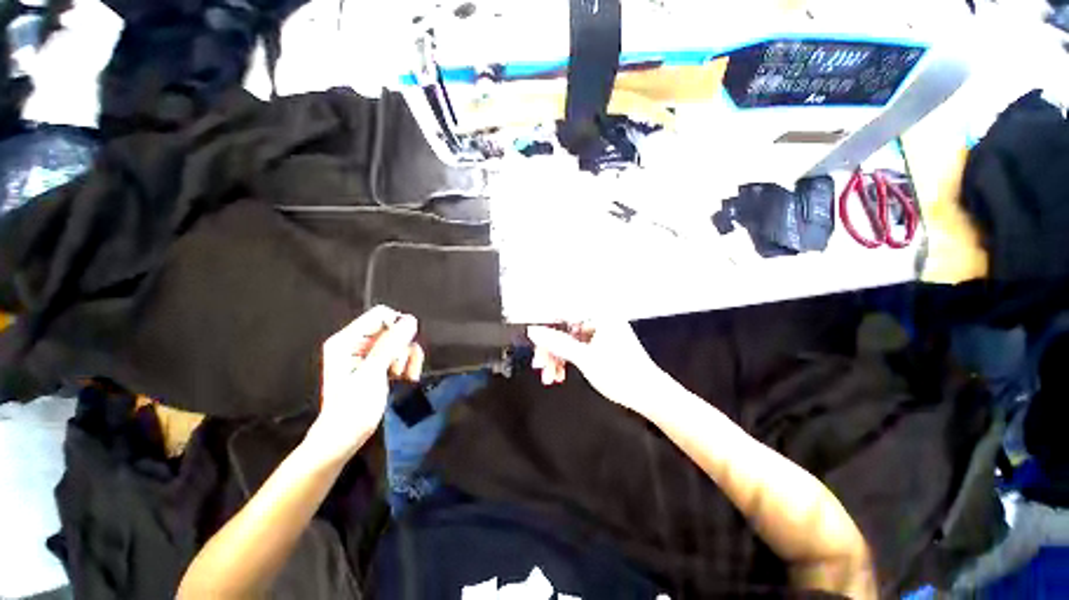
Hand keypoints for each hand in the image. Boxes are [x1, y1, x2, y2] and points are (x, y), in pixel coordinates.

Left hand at [308, 306, 423, 459]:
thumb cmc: (353, 408)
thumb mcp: (372, 374)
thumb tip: (411, 320)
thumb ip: (391, 344)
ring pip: (400, 341)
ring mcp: (368, 353)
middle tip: (399, 369)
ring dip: (407, 357)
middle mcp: (357, 342)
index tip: (403, 349)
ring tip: (405, 376)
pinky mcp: (377, 364)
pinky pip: (400, 353)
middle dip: (403, 347)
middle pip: (393, 328)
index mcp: (347, 340)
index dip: (397, 327)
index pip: (380, 315)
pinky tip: (406, 377)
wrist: (344, 438)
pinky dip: (407, 363)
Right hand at [527, 321, 664, 413]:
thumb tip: (533, 331)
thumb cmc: (621, 374)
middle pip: (564, 328)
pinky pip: (578, 347)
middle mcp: (600, 319)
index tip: (534, 343)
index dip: (546, 327)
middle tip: (540, 366)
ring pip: (569, 340)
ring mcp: (601, 332)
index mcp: (599, 315)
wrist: (649, 395)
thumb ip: (557, 343)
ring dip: (557, 357)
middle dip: (551, 349)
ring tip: (550, 376)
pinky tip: (561, 374)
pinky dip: (568, 360)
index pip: (563, 313)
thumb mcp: (585, 359)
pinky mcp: (601, 344)